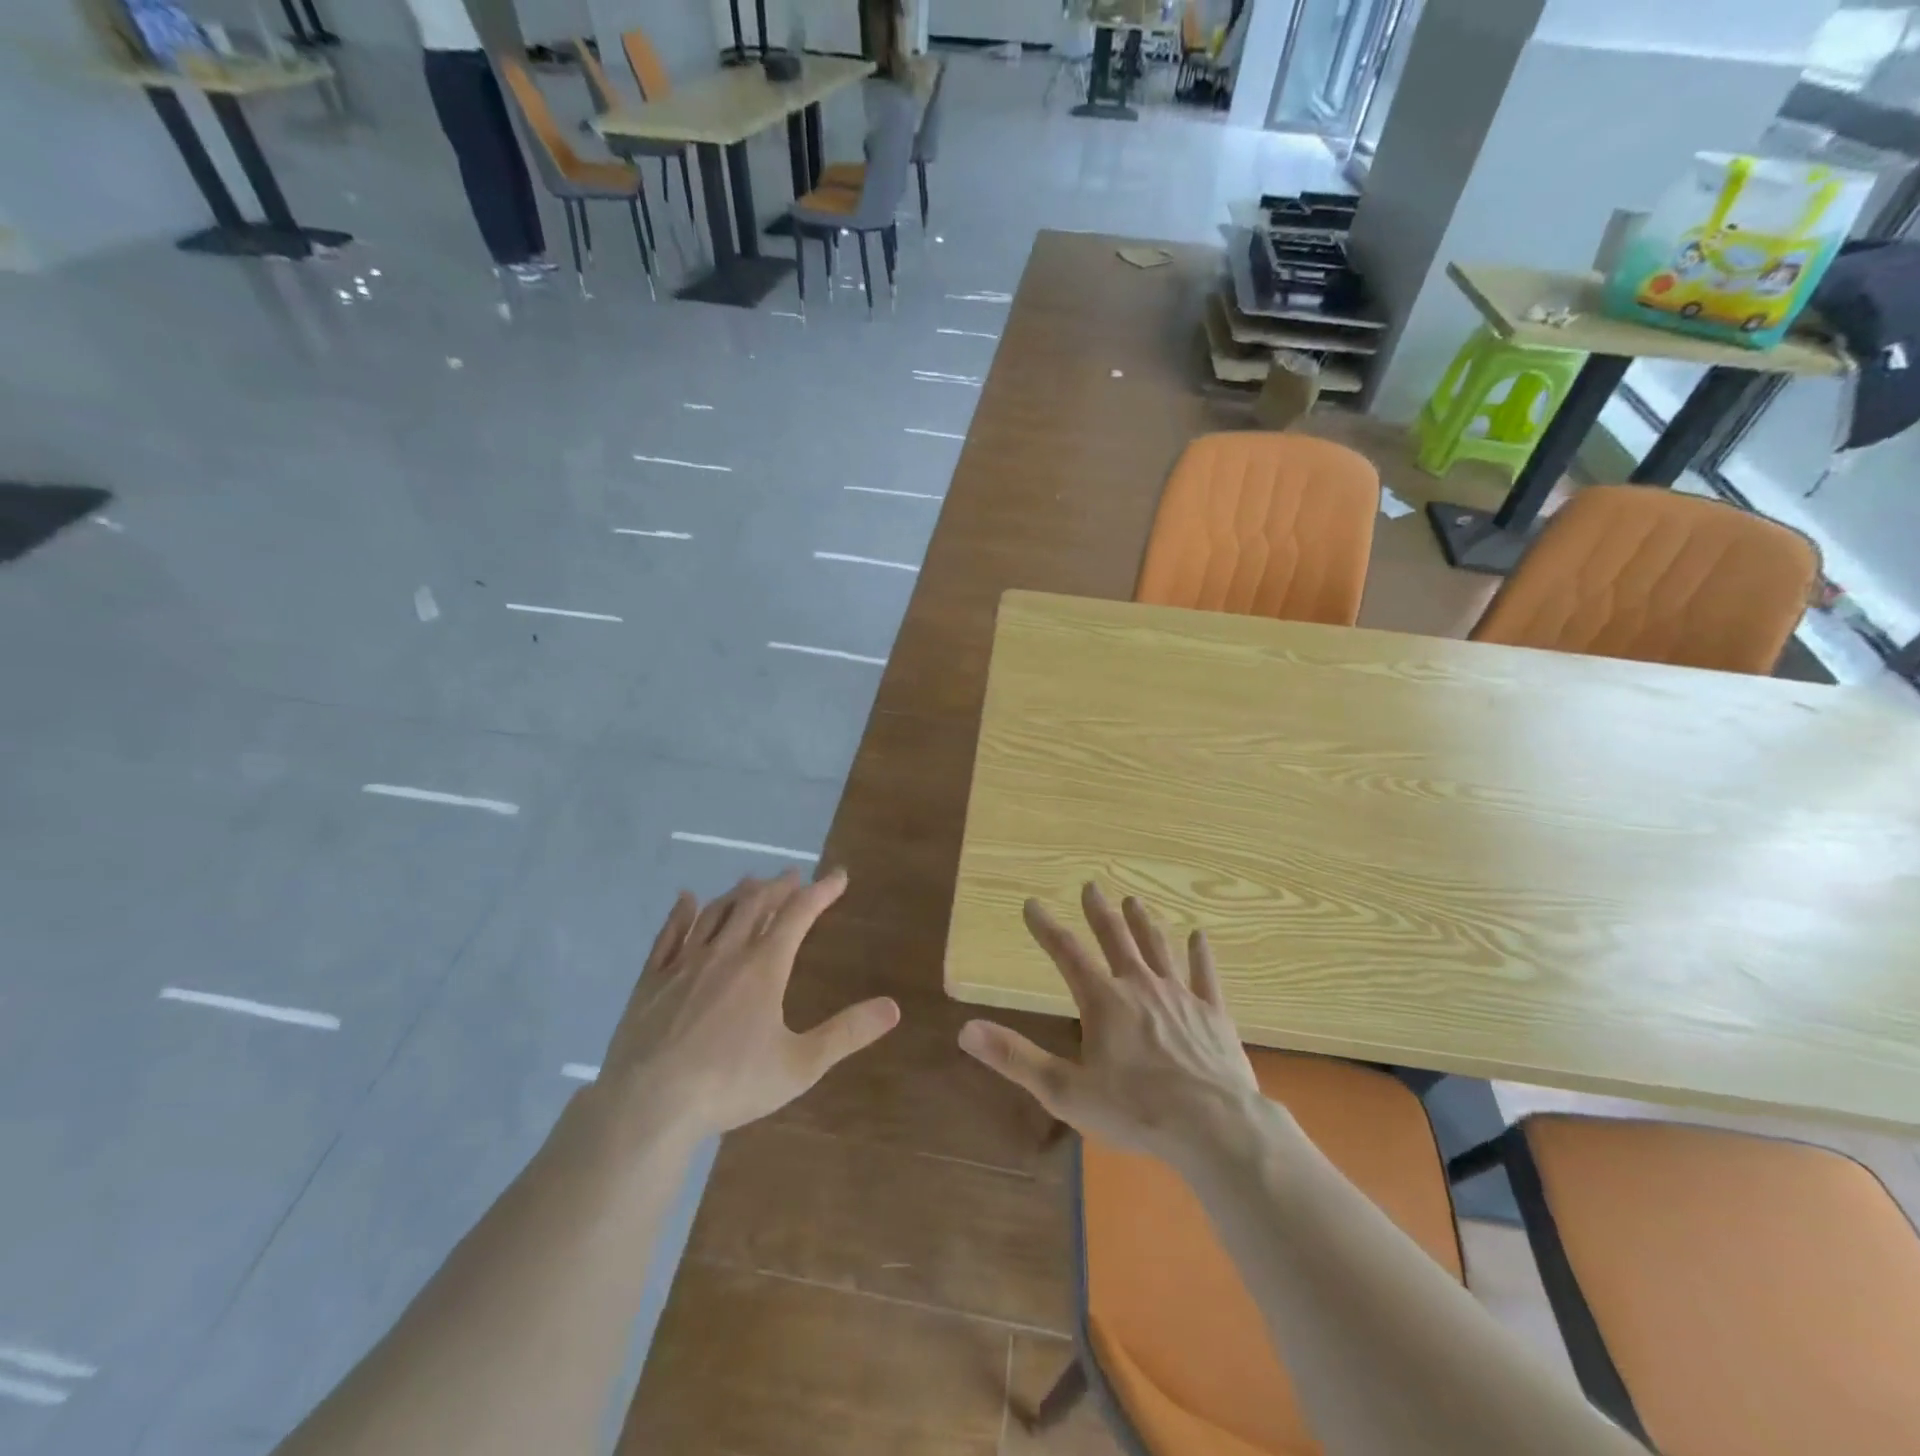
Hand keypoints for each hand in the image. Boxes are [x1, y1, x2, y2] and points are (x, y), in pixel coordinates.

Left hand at [591, 868, 899, 1145]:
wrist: (649, 1105)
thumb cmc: (730, 1084)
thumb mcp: (800, 1065)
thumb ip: (847, 1033)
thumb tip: (893, 1007)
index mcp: (764, 967)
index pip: (799, 915)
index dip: (821, 891)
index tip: (838, 875)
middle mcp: (726, 953)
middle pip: (756, 904)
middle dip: (779, 887)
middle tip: (794, 876)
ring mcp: (684, 963)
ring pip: (715, 913)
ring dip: (738, 893)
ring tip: (752, 882)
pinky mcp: (652, 980)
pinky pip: (669, 934)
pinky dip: (682, 912)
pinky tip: (686, 899)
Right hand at [958, 883, 1260, 1168]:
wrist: (1214, 1127)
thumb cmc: (1135, 1111)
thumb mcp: (1065, 1091)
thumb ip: (1015, 1057)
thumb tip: (966, 1030)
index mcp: (1103, 1001)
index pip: (1066, 953)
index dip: (1046, 927)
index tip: (1032, 904)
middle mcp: (1140, 986)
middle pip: (1115, 938)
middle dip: (1099, 911)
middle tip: (1090, 886)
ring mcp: (1180, 996)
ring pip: (1157, 948)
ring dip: (1143, 923)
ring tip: (1133, 901)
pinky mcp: (1213, 1013)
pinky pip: (1205, 975)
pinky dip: (1200, 954)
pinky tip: (1199, 936)